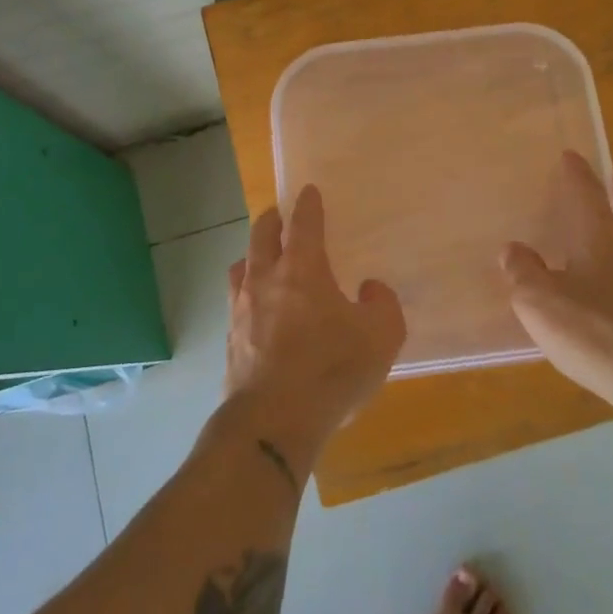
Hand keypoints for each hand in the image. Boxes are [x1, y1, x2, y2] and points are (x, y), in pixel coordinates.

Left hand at [221, 185, 406, 475]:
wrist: (273, 422)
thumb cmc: (331, 370)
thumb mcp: (381, 336)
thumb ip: (382, 304)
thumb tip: (369, 288)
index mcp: (302, 270)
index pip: (303, 224)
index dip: (308, 205)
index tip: (308, 191)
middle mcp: (266, 280)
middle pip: (262, 236)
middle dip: (271, 220)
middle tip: (279, 215)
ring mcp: (241, 310)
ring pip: (241, 267)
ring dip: (253, 255)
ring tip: (262, 258)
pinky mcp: (230, 341)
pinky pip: (236, 303)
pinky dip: (247, 294)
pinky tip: (256, 310)